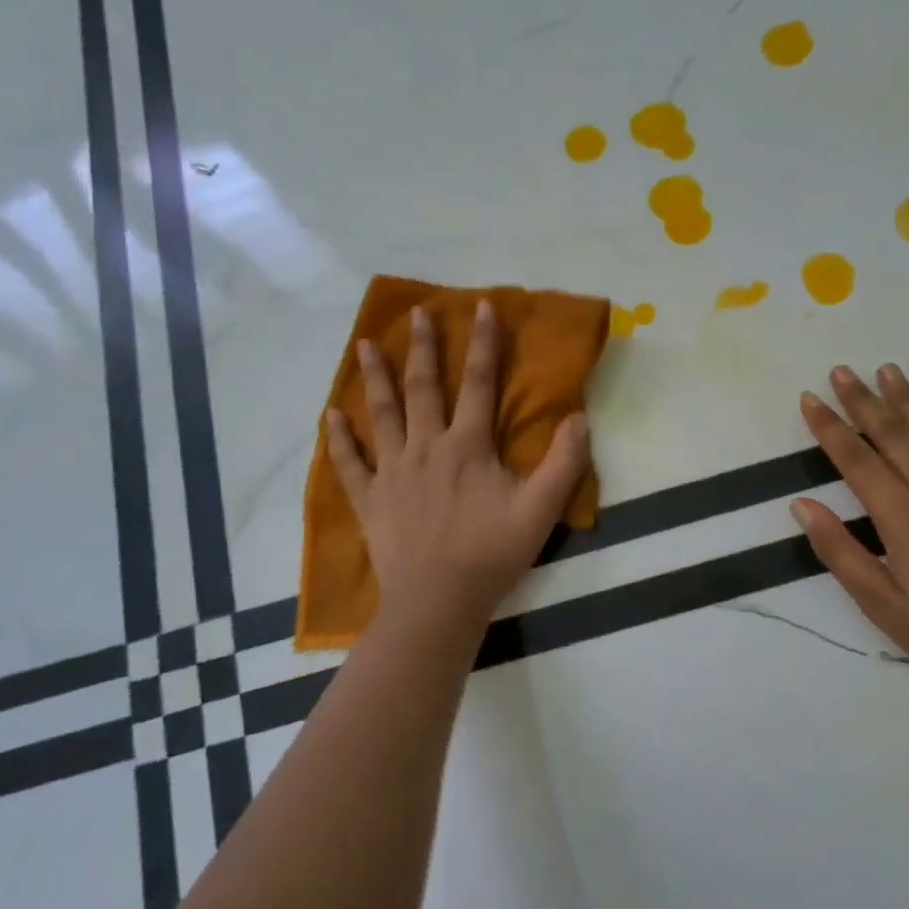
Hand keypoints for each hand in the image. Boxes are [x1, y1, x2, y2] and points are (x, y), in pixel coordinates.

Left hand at [326, 300, 590, 642]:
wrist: (438, 602)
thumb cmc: (491, 554)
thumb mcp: (541, 510)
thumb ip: (564, 462)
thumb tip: (579, 417)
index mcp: (467, 446)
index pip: (478, 382)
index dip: (483, 342)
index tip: (481, 306)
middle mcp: (425, 447)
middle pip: (422, 387)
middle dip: (421, 346)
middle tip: (417, 312)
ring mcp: (392, 472)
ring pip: (381, 414)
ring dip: (374, 377)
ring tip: (363, 344)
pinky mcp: (370, 499)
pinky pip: (350, 463)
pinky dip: (339, 439)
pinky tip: (330, 416)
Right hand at [792, 363, 908, 695]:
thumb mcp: (882, 606)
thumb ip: (840, 552)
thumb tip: (802, 505)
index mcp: (904, 518)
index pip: (856, 460)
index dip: (829, 427)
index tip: (809, 399)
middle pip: (894, 434)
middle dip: (863, 400)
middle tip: (841, 370)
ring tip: (887, 370)